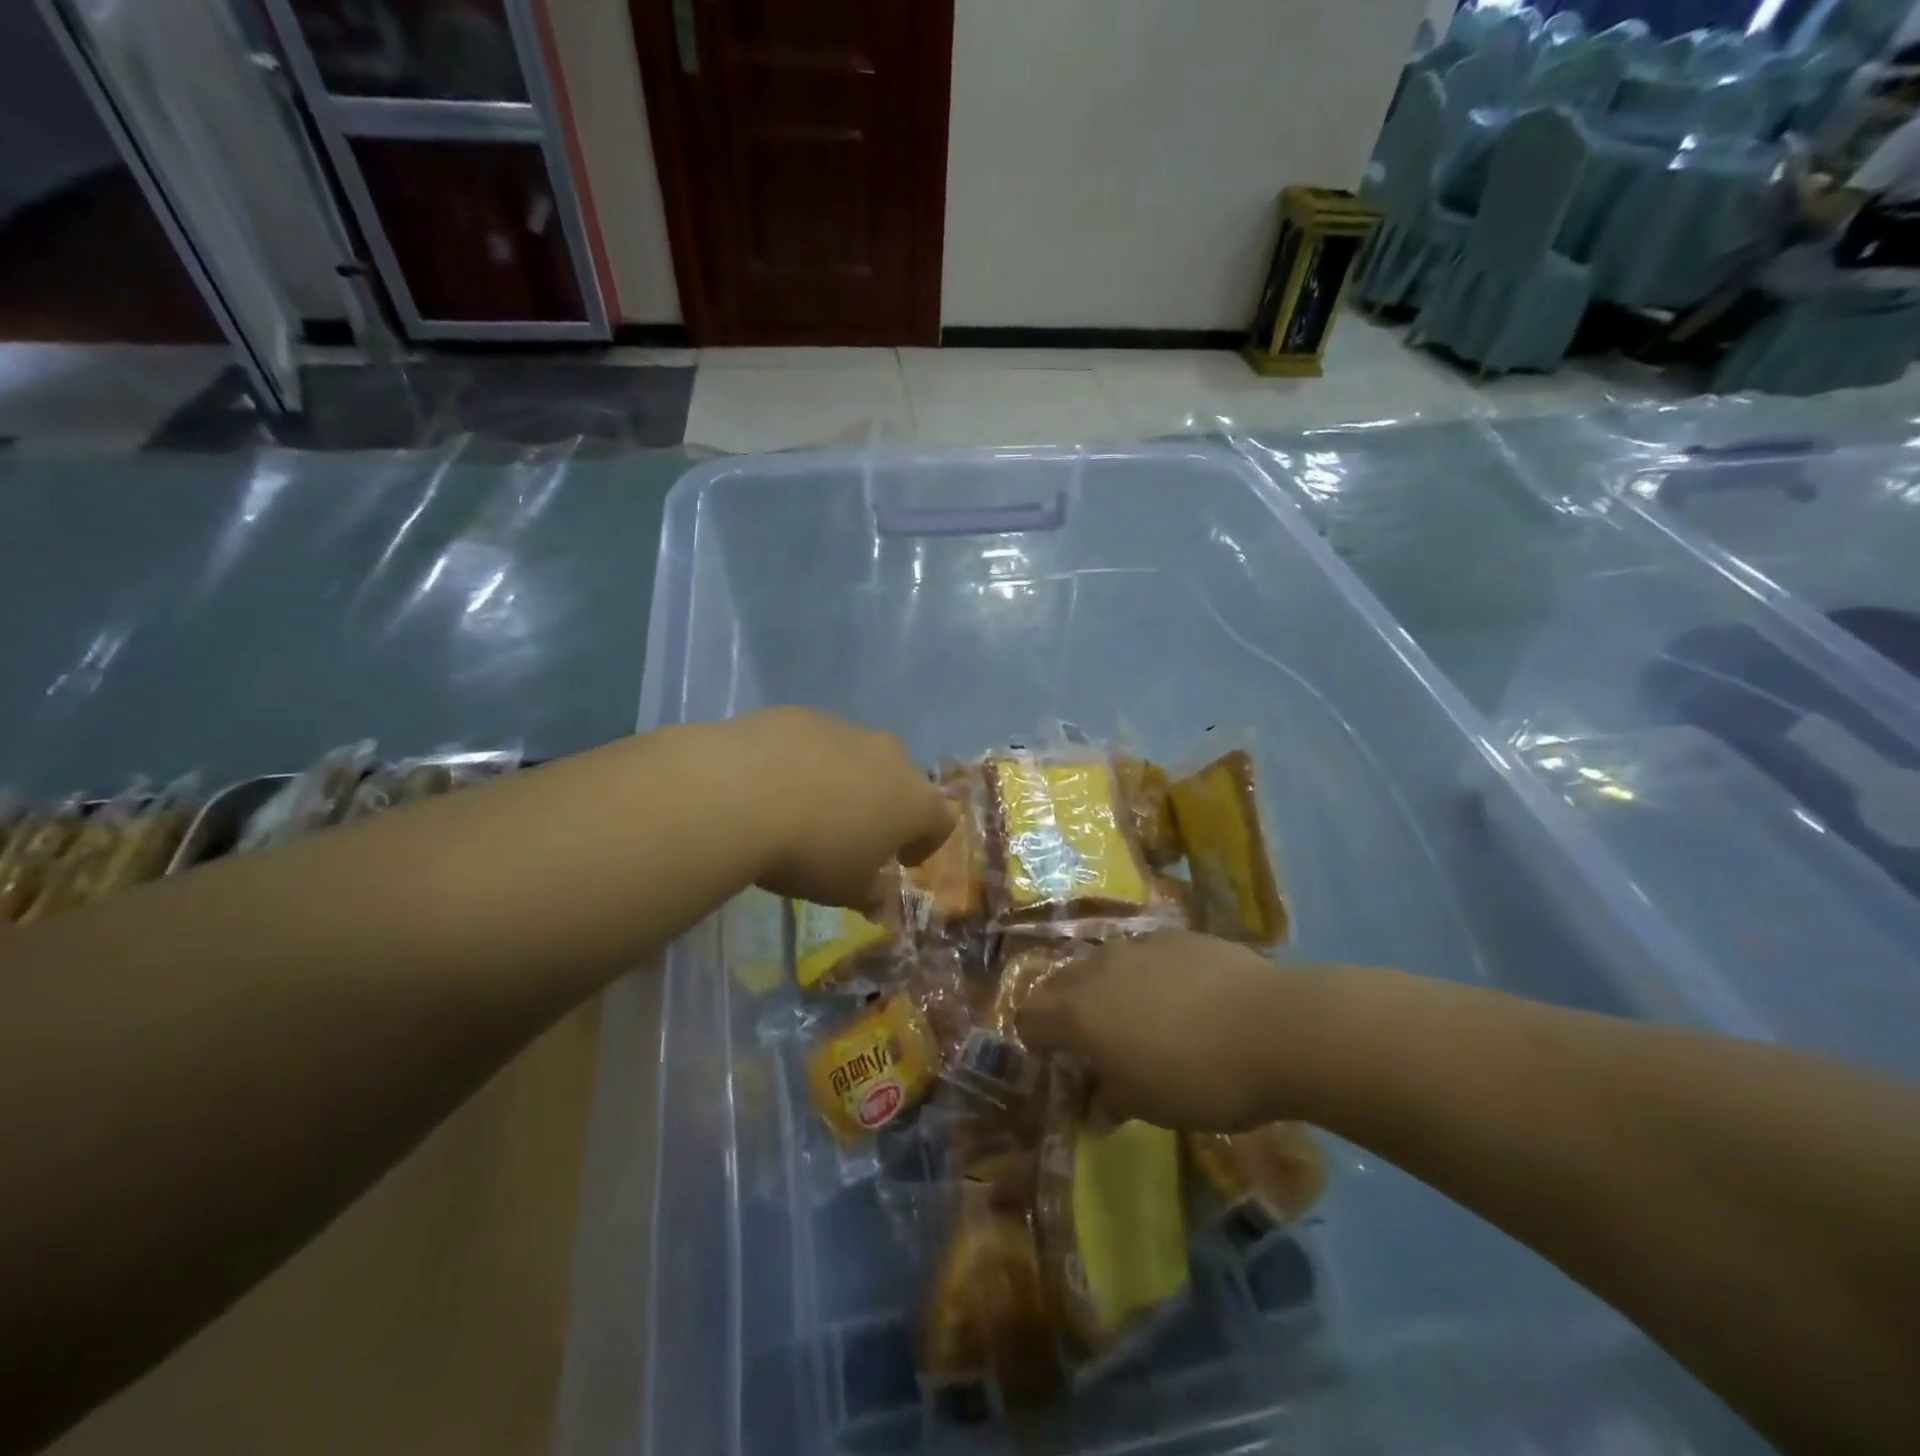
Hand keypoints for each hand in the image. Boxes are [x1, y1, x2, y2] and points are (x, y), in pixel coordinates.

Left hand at [726, 707, 955, 909]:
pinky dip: (808, 761)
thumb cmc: (811, 852)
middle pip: (902, 781)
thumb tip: (880, 897)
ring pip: (859, 757)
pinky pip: (817, 742)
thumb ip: (873, 893)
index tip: (900, 861)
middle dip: (886, 806)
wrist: (741, 794)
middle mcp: (891, 756)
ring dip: (847, 781)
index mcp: (915, 800)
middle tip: (855, 834)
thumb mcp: (846, 890)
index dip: (925, 844)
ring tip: (809, 808)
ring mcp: (847, 729)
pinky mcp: (805, 715)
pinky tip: (775, 784)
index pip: (941, 821)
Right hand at [1017, 931, 1315, 1131]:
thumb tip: (1096, 1111)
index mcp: (1079, 1014)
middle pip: (1059, 983)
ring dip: (1105, 988)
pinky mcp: (1176, 936)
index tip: (1053, 1060)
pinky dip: (1146, 973)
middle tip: (1089, 1039)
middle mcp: (1098, 970)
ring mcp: (1138, 946)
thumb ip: (1113, 1101)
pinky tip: (1179, 996)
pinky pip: (1144, 953)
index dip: (1035, 1040)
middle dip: (1063, 1009)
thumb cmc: (1200, 1078)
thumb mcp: (1151, 1105)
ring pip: (1102, 963)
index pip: (1030, 1018)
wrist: (1273, 1026)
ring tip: (1136, 1016)